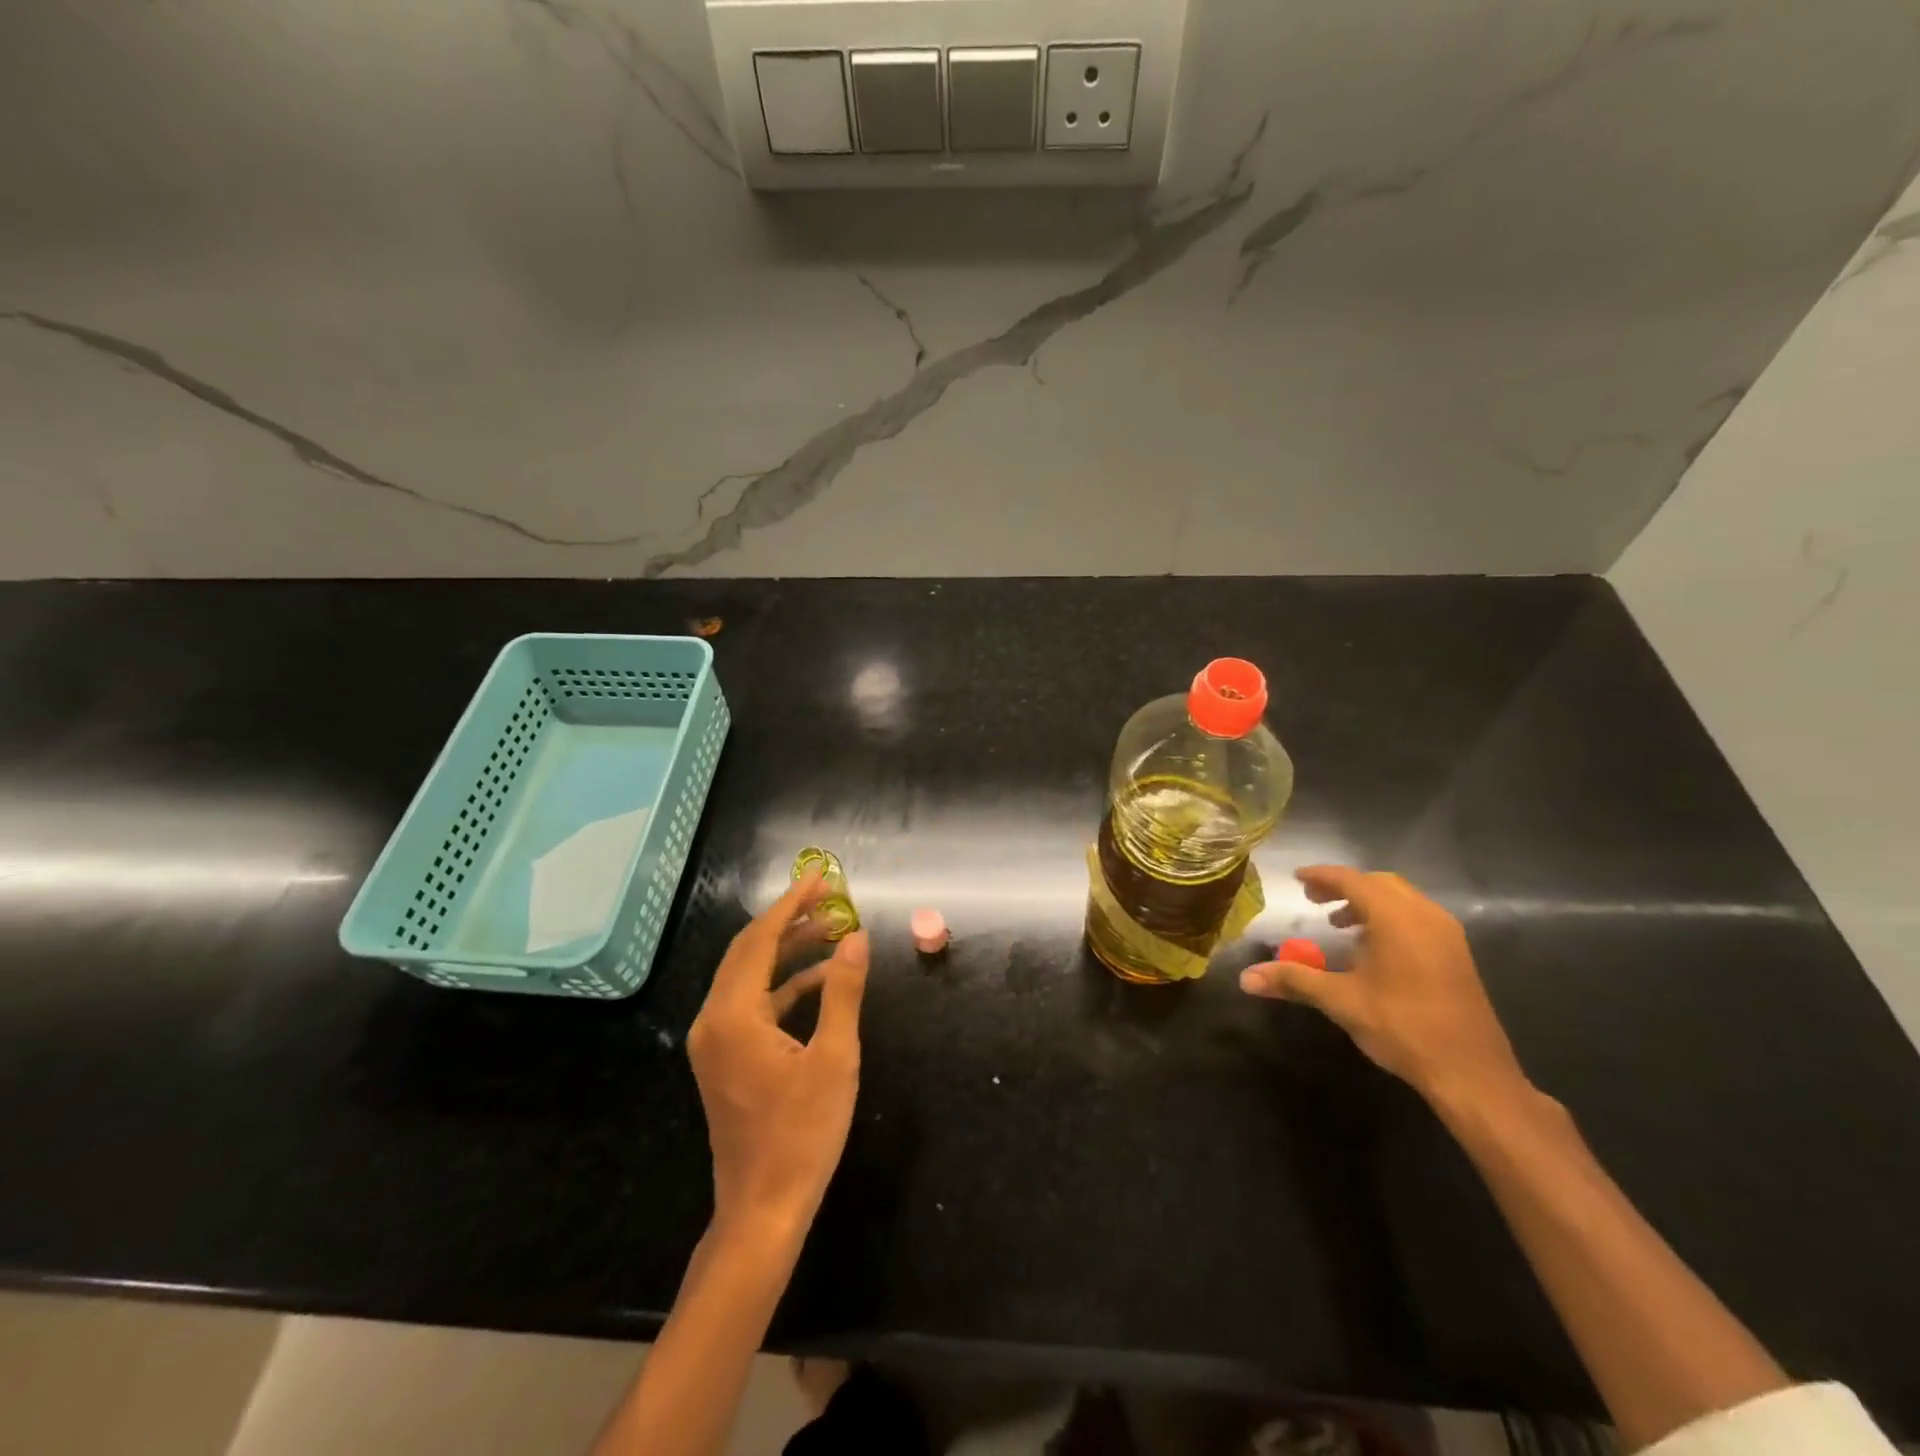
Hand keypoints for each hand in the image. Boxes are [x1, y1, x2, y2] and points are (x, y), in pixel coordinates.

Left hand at [686, 871, 869, 1238]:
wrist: (762, 1209)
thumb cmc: (802, 1134)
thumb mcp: (834, 1058)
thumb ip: (843, 991)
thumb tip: (856, 937)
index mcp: (733, 1015)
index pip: (761, 939)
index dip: (792, 903)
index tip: (820, 877)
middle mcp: (713, 1019)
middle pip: (749, 950)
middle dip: (790, 920)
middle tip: (831, 898)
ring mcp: (715, 1040)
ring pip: (749, 975)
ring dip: (788, 950)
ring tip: (831, 931)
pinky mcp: (724, 1058)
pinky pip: (751, 1003)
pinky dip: (783, 984)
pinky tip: (818, 979)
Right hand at [1239, 865, 1526, 1108]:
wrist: (1472, 1074)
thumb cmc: (1403, 1027)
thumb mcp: (1341, 1001)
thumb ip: (1294, 980)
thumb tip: (1246, 978)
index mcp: (1397, 918)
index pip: (1352, 880)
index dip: (1321, 876)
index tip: (1296, 879)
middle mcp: (1425, 916)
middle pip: (1379, 883)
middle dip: (1344, 886)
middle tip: (1313, 899)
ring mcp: (1447, 935)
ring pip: (1401, 899)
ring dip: (1367, 902)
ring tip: (1339, 923)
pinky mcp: (1457, 955)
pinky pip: (1417, 918)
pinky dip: (1389, 918)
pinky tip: (1372, 949)